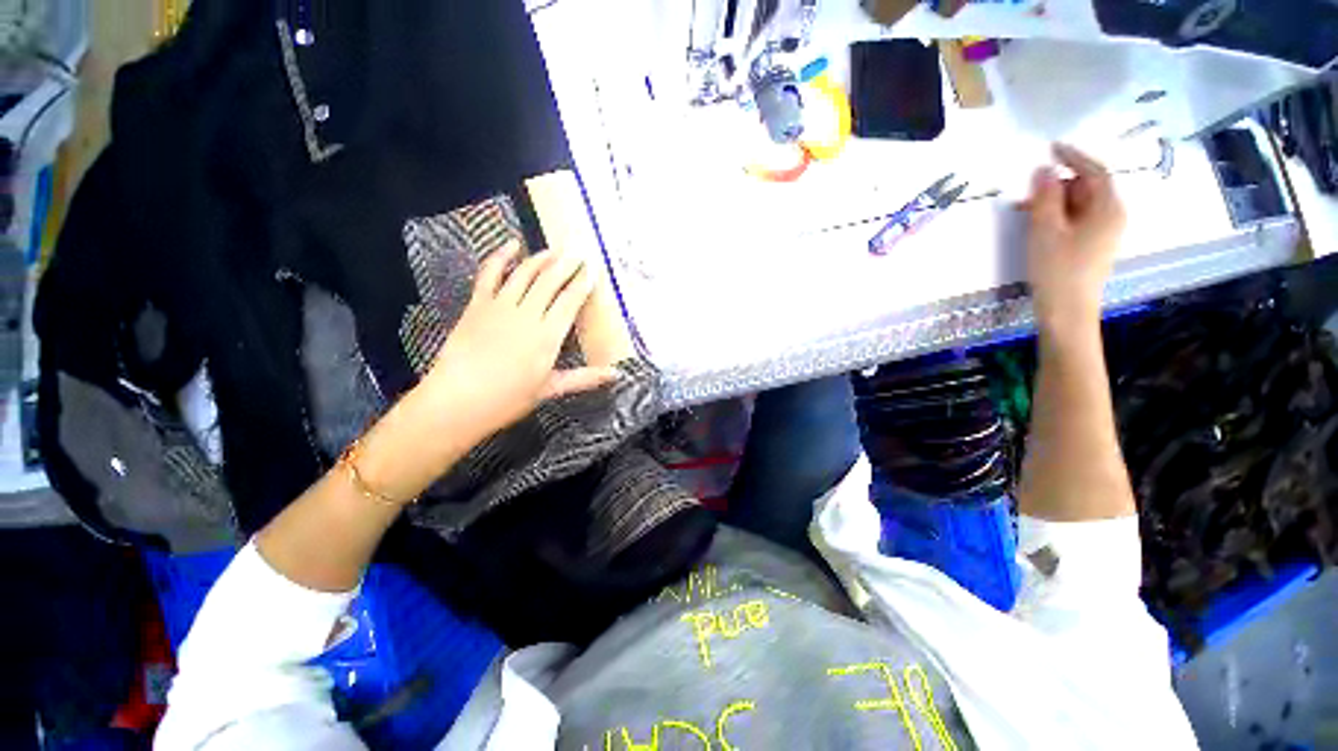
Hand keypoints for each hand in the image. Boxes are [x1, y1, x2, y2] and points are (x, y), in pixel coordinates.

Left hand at [418, 241, 618, 439]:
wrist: (458, 400)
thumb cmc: (509, 399)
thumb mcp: (551, 389)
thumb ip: (585, 378)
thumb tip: (616, 375)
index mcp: (548, 336)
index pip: (570, 301)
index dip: (583, 283)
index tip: (593, 271)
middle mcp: (527, 314)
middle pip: (551, 281)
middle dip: (567, 265)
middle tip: (579, 253)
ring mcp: (500, 306)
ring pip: (525, 274)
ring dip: (542, 259)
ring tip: (556, 250)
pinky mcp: (478, 305)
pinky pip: (490, 273)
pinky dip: (501, 256)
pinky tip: (511, 244)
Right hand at [1024, 143, 1126, 335]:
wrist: (1067, 312)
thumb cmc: (1057, 270)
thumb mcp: (1045, 230)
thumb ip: (1045, 197)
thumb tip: (1043, 170)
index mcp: (1107, 208)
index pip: (1094, 171)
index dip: (1073, 156)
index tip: (1050, 147)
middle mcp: (1112, 216)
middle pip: (1087, 188)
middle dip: (1058, 185)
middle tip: (1026, 192)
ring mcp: (1104, 233)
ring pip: (1079, 206)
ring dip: (1054, 203)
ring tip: (1024, 212)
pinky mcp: (1093, 247)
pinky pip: (1077, 221)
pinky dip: (1058, 217)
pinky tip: (1037, 226)